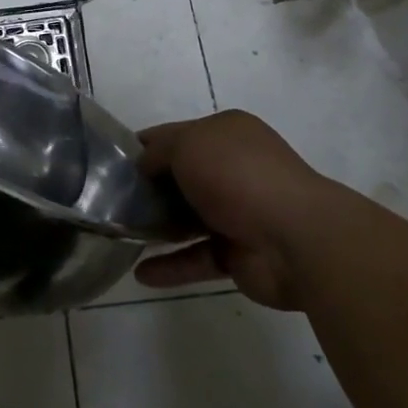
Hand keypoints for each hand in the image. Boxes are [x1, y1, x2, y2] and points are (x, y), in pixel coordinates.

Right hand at [132, 110, 327, 309]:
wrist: (297, 238)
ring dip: (157, 227)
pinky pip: (198, 258)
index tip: (112, 162)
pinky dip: (172, 265)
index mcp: (227, 133)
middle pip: (182, 177)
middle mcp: (234, 168)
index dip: (145, 146)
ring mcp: (239, 212)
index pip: (177, 134)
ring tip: (120, 235)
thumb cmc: (238, 175)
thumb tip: (143, 164)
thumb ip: (159, 151)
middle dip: (149, 188)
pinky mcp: (239, 254)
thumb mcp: (189, 144)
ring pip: (188, 218)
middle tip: (110, 201)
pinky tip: (141, 274)